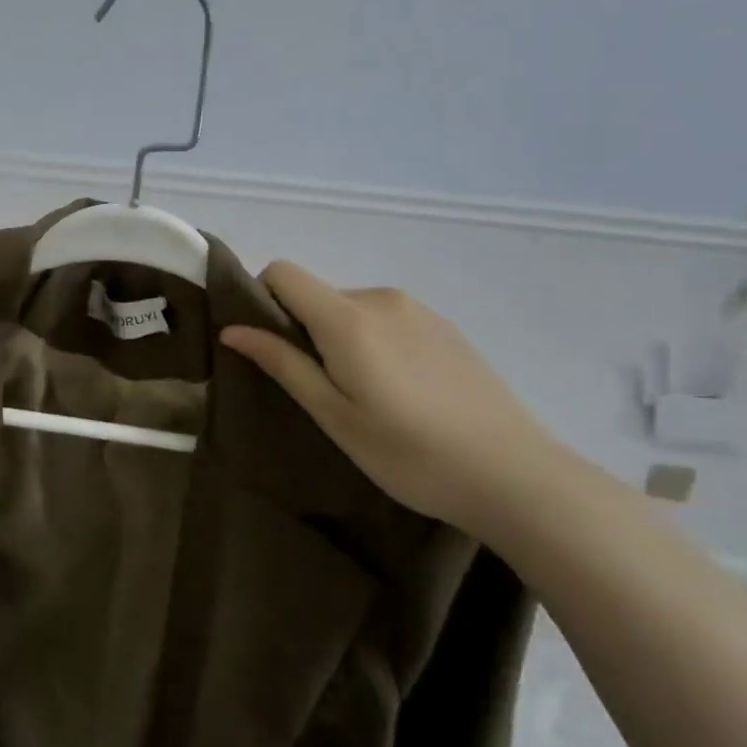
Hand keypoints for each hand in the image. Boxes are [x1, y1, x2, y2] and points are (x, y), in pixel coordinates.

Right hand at [220, 260, 568, 531]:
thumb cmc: (410, 453)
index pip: (284, 272)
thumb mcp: (335, 416)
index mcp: (347, 317)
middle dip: (303, 329)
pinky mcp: (446, 326)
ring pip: (354, 309)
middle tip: (320, 390)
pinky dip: (376, 342)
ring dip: (342, 338)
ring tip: (366, 397)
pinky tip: (404, 392)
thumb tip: (232, 329)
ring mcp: (419, 309)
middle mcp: (381, 298)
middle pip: (318, 295)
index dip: (262, 299)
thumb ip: (283, 364)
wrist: (514, 474)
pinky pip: (389, 319)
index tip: (268, 346)